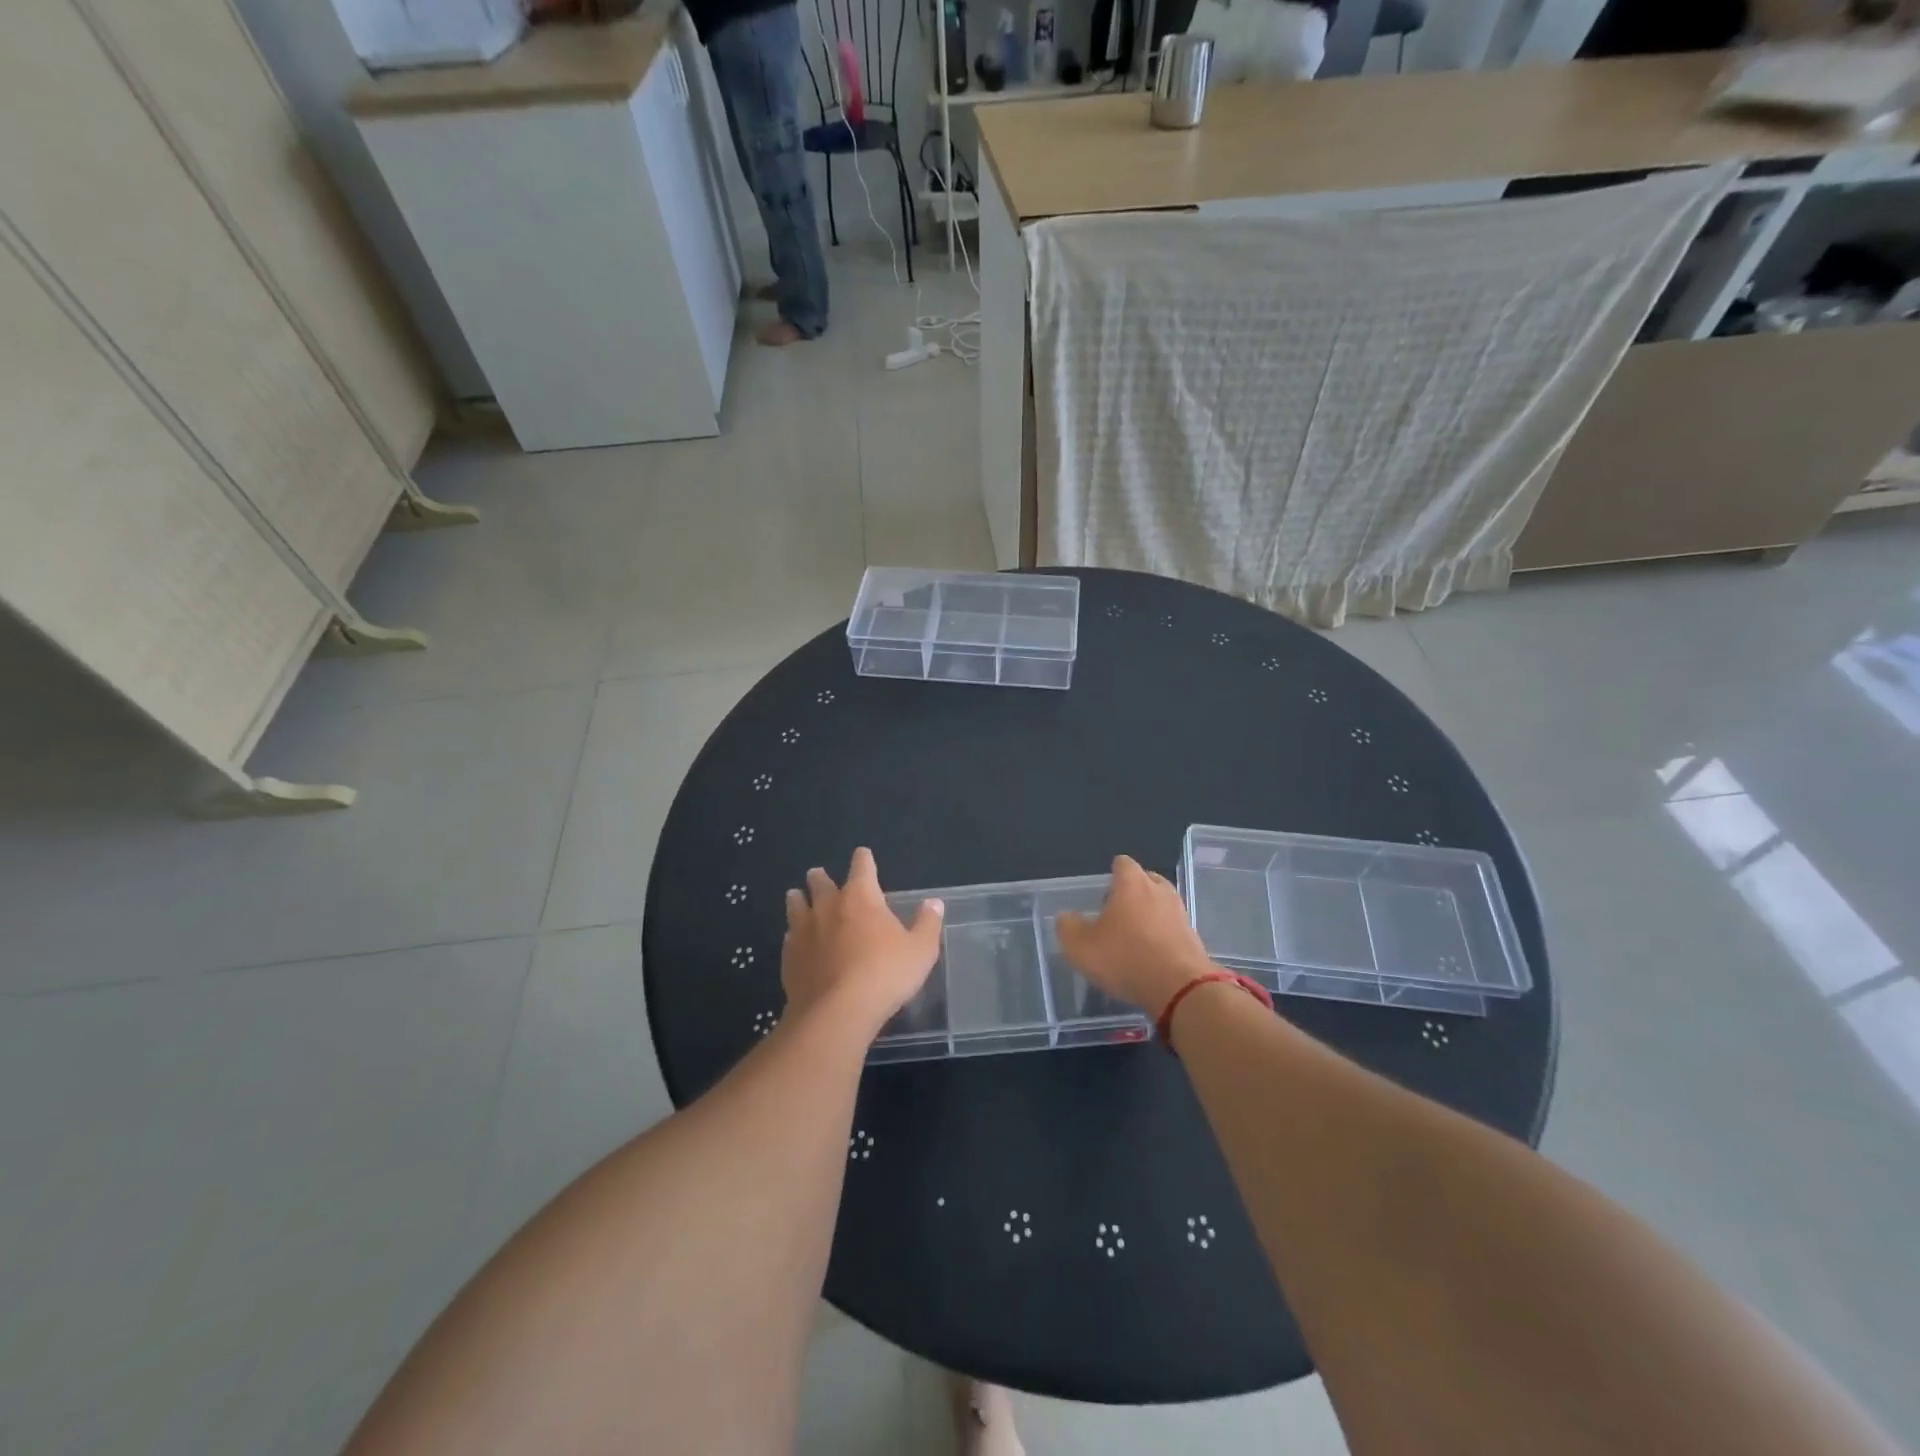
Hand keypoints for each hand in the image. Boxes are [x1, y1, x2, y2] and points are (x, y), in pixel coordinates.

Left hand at [782, 848, 943, 1036]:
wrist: (837, 1012)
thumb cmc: (885, 974)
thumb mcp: (921, 950)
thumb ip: (927, 924)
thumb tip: (934, 902)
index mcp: (861, 897)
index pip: (862, 866)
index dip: (864, 859)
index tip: (863, 855)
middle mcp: (828, 906)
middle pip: (820, 882)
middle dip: (821, 877)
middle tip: (818, 875)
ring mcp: (804, 931)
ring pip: (796, 905)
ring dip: (798, 899)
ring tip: (796, 897)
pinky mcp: (789, 957)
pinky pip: (789, 938)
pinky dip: (793, 935)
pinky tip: (794, 941)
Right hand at [1056, 856, 1215, 1017]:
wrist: (1180, 989)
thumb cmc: (1126, 959)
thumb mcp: (1081, 947)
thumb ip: (1068, 928)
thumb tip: (1065, 917)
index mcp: (1132, 884)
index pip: (1123, 863)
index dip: (1112, 873)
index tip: (1103, 892)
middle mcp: (1159, 891)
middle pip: (1146, 879)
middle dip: (1133, 891)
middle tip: (1117, 912)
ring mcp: (1180, 913)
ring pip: (1162, 903)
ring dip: (1150, 913)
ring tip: (1134, 935)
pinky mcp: (1193, 937)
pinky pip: (1173, 927)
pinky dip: (1163, 934)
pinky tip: (1152, 954)